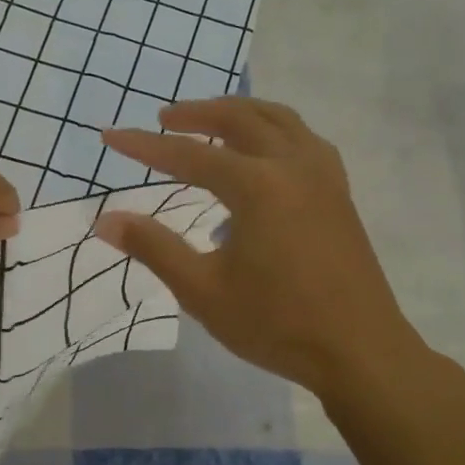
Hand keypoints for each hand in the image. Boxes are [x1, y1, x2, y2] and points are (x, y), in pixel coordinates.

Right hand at [96, 98, 412, 398]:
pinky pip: (304, 140)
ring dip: (240, 114)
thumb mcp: (202, 290)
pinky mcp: (339, 194)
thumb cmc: (276, 323)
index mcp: (258, 186)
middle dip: (198, 113)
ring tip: (210, 124)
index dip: (145, 147)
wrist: (359, 351)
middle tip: (164, 118)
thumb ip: (153, 248)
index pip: (189, 156)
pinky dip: (274, 132)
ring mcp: (324, 177)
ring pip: (280, 121)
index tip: (110, 136)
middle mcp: (294, 166)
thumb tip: (105, 221)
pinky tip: (263, 157)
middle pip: (241, 119)